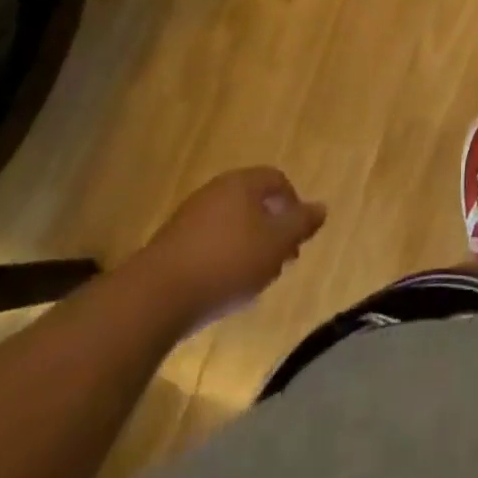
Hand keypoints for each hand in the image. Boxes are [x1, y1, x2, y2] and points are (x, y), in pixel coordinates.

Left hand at [131, 167, 326, 328]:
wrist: (155, 297)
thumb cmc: (227, 262)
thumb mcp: (276, 244)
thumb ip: (301, 224)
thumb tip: (322, 207)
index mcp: (242, 182)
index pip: (277, 180)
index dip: (293, 205)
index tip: (298, 238)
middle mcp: (216, 190)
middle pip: (253, 201)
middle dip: (271, 228)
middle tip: (280, 259)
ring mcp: (190, 216)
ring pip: (231, 223)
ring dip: (248, 245)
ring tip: (254, 278)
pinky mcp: (171, 244)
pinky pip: (208, 242)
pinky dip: (223, 258)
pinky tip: (223, 286)